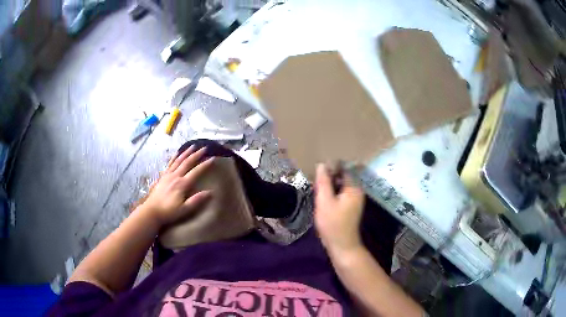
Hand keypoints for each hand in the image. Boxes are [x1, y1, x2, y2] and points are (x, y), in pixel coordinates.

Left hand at [141, 145, 213, 226]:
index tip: (213, 158)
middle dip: (197, 155)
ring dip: (186, 152)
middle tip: (205, 148)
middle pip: (187, 162)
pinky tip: (177, 152)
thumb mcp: (184, 209)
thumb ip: (197, 200)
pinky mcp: (163, 176)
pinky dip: (175, 157)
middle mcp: (175, 176)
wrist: (151, 211)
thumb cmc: (169, 212)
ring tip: (193, 146)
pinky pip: (170, 163)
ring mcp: (168, 175)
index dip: (205, 165)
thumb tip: (210, 192)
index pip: (196, 172)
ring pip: (178, 160)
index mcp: (182, 184)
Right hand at [314, 164, 364, 256]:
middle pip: (342, 178)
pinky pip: (341, 195)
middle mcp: (357, 192)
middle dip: (329, 178)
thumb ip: (323, 182)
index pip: (343, 170)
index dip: (330, 169)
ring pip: (340, 187)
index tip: (317, 173)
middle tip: (314, 182)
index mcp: (354, 188)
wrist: (342, 245)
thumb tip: (321, 165)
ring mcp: (355, 200)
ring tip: (316, 189)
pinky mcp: (351, 208)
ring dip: (329, 187)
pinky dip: (332, 194)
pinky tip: (323, 199)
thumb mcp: (324, 201)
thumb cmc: (332, 223)